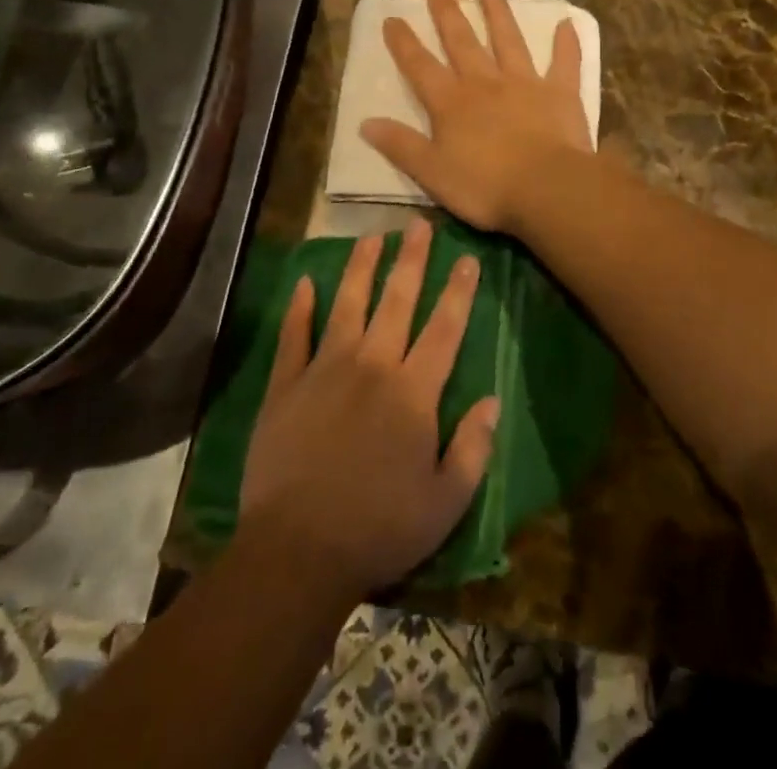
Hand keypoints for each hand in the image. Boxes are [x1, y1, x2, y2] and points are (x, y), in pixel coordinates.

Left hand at [238, 218, 499, 602]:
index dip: (458, 291)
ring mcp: (324, 371)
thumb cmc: (380, 529)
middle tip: (418, 224)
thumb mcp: (446, 502)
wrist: (297, 552)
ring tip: (370, 236)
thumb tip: (491, 402)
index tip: (467, 258)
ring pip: (347, 305)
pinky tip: (303, 283)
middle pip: (397, 301)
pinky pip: (293, 337)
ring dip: (360, 268)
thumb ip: (472, 448)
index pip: (444, 329)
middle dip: (411, 259)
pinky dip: (298, 308)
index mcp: (412, 392)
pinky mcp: (285, 387)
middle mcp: (372, 366)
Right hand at [360, 0, 591, 231]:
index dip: (404, 43)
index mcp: (451, 104)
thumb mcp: (431, 172)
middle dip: (447, 13)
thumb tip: (366, 123)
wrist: (545, 188)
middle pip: (462, 42)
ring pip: (509, 41)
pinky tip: (567, 21)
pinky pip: (564, 62)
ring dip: (498, 14)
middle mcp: (485, 83)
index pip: (421, 67)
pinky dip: (566, 43)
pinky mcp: (560, 93)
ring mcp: (524, 84)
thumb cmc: (485, 186)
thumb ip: (401, 146)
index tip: (393, 18)